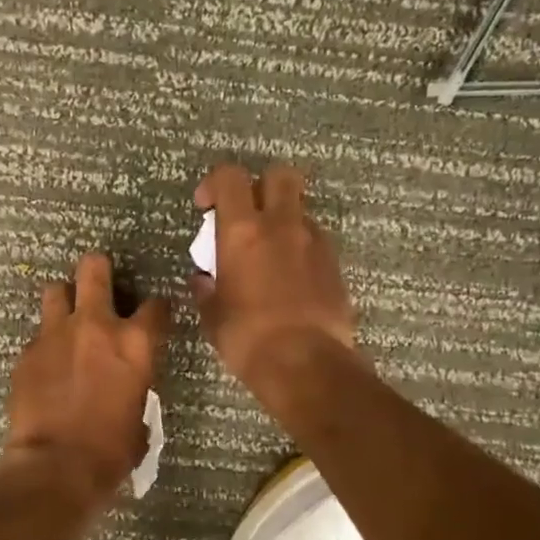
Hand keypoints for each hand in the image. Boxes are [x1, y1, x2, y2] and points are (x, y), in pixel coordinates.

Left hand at [2, 253, 170, 502]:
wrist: (56, 465)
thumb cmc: (111, 451)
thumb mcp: (140, 416)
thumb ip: (135, 386)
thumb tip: (128, 387)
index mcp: (135, 343)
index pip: (156, 305)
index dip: (156, 310)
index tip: (153, 316)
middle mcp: (95, 326)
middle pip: (94, 269)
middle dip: (98, 270)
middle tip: (98, 282)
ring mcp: (55, 334)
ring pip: (55, 290)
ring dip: (64, 300)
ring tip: (66, 319)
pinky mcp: (27, 352)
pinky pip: (37, 335)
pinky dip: (45, 345)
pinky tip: (46, 366)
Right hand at [192, 162, 355, 399]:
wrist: (306, 364)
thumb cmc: (247, 338)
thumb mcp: (213, 316)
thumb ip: (207, 289)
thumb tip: (204, 279)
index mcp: (243, 232)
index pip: (230, 177)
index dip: (215, 183)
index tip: (206, 207)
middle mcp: (281, 225)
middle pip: (279, 175)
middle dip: (261, 185)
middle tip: (246, 214)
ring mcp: (314, 242)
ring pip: (300, 209)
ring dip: (283, 220)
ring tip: (269, 253)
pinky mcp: (335, 264)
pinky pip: (315, 240)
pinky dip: (300, 248)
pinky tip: (290, 278)